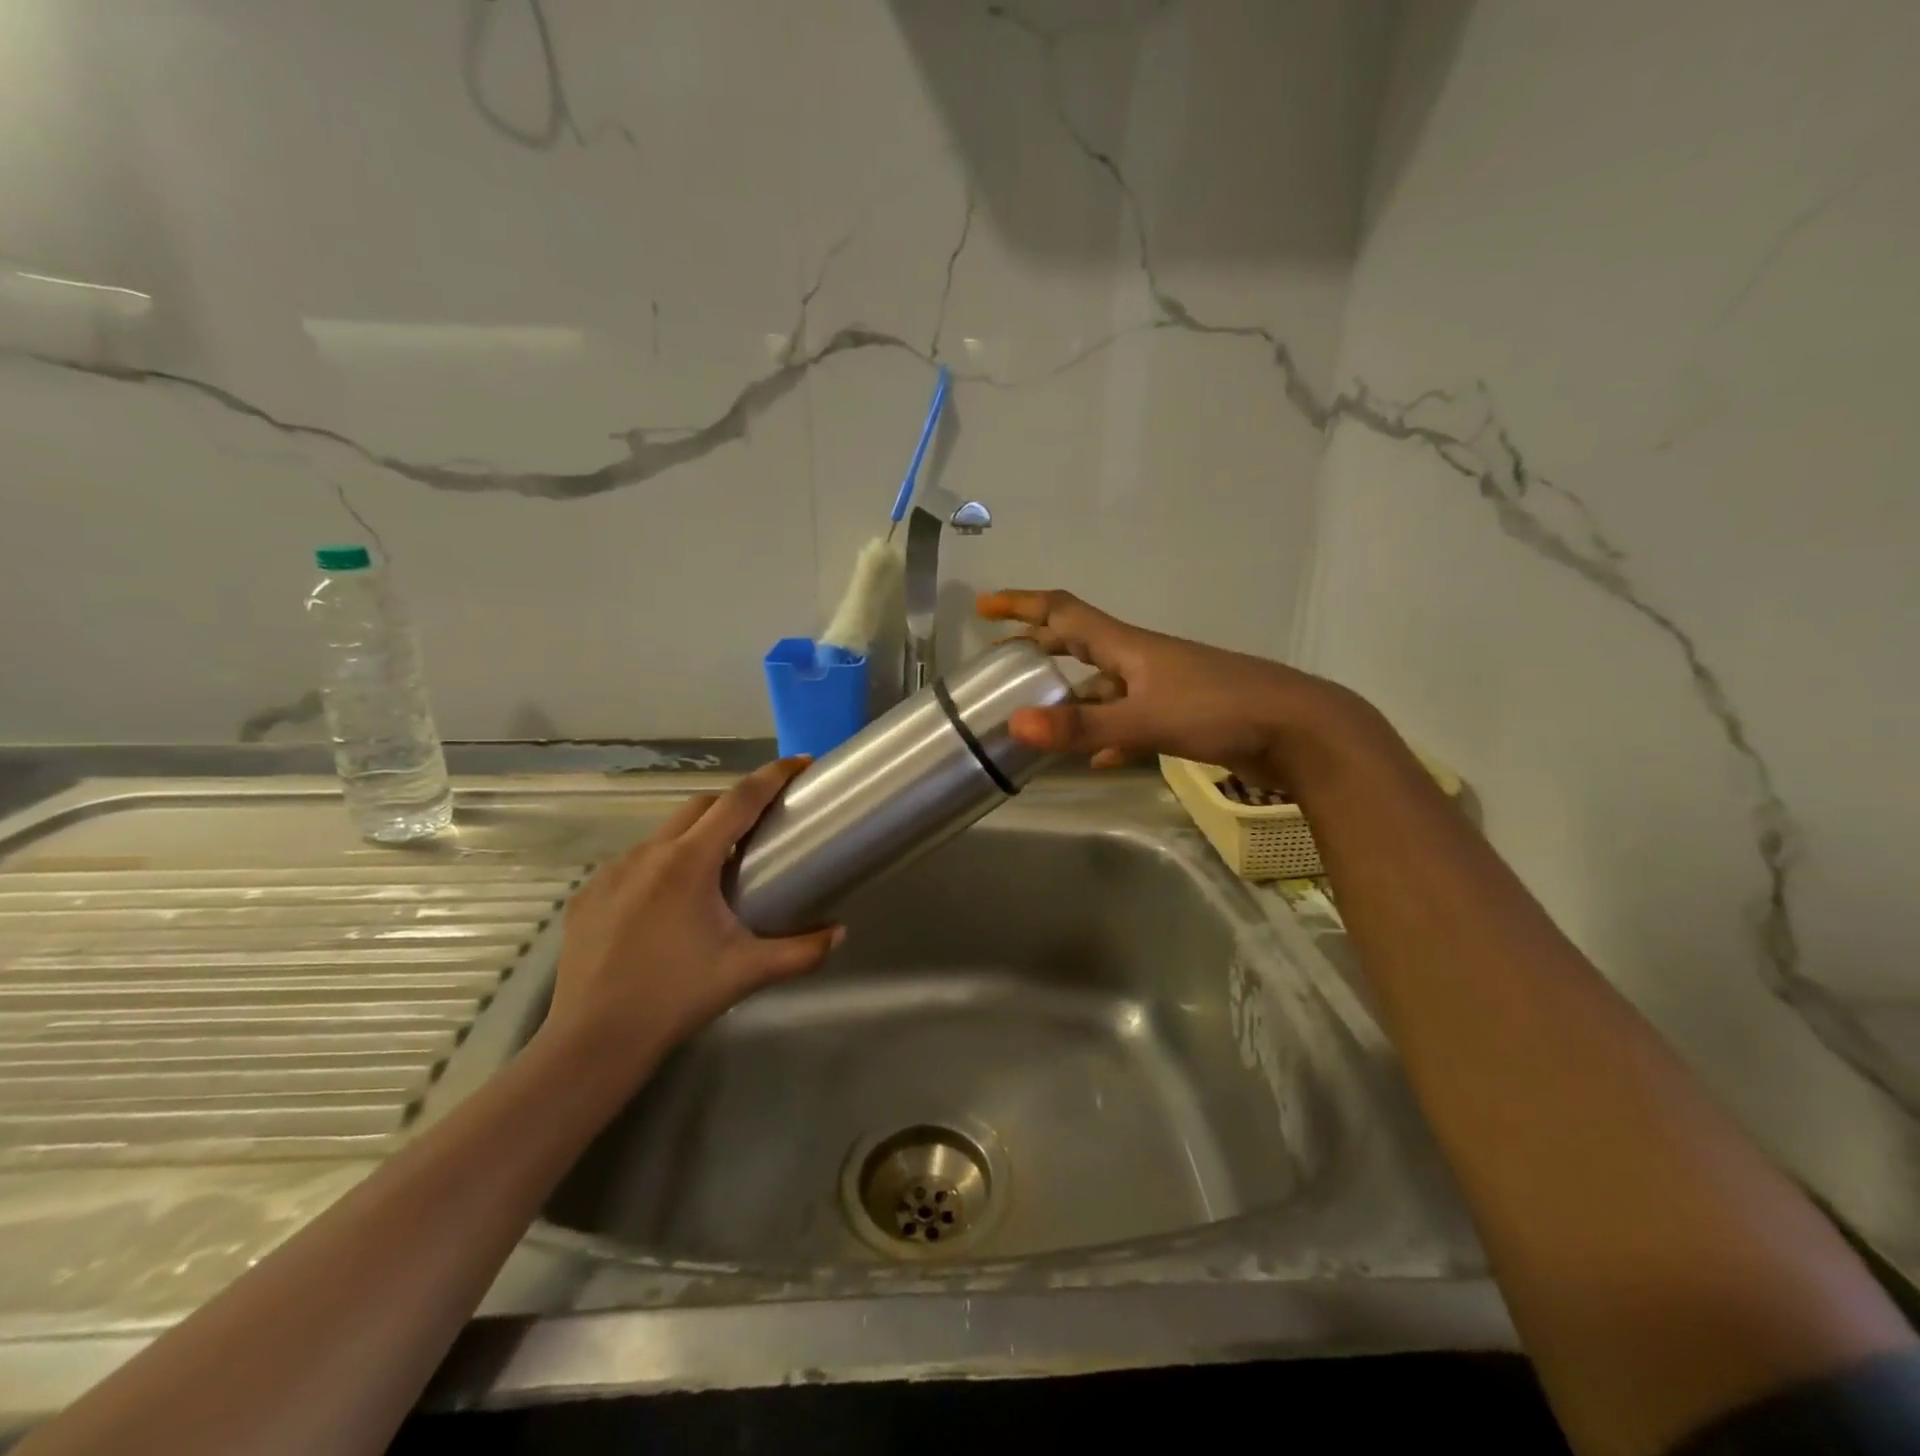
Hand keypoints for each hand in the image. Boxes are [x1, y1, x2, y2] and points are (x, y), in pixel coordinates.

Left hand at [539, 757, 841, 1073]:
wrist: (593, 1042)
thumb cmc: (676, 998)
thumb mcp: (747, 971)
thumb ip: (802, 951)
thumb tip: (840, 933)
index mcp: (689, 862)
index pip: (739, 800)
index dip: (772, 776)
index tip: (799, 763)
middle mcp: (648, 853)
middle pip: (701, 806)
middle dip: (735, 803)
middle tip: (762, 825)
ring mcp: (611, 872)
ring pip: (664, 833)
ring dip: (696, 835)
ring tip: (715, 870)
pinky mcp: (588, 894)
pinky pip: (634, 863)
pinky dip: (661, 865)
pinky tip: (667, 903)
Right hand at [978, 589, 1354, 785]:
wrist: (1301, 732)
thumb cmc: (1222, 710)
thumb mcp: (1147, 718)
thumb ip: (1083, 726)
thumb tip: (1016, 725)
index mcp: (1129, 646)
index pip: (1065, 612)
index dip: (1023, 604)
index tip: (984, 606)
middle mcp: (1142, 659)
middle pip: (1080, 642)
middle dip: (1039, 644)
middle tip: (1003, 657)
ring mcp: (1164, 687)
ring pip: (1104, 685)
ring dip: (1071, 695)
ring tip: (1037, 715)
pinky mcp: (1182, 715)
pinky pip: (1129, 719)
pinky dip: (1106, 732)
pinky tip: (1093, 758)